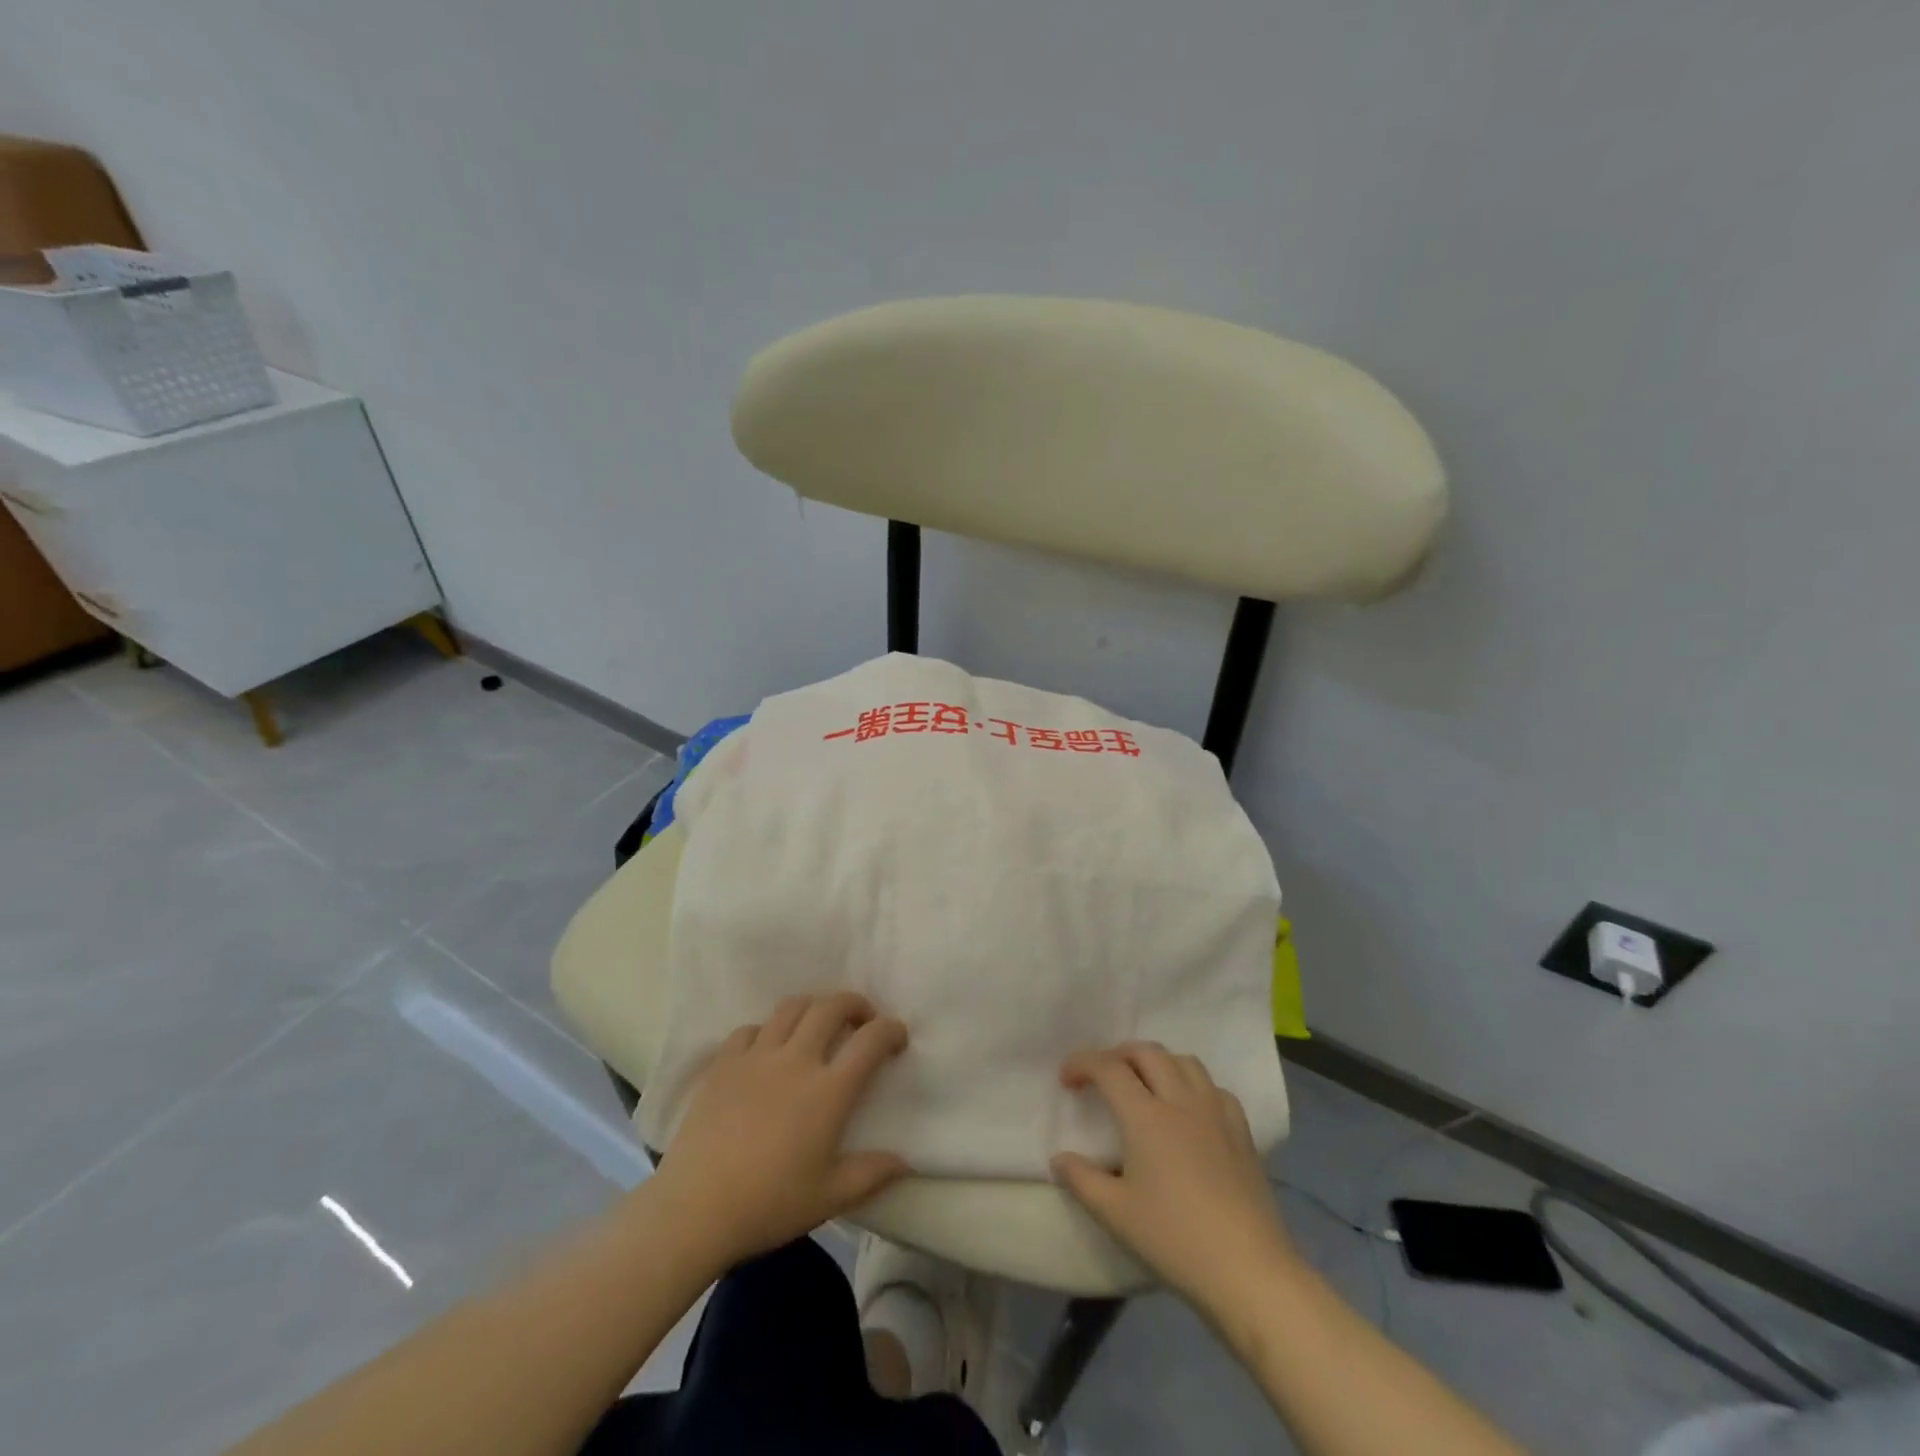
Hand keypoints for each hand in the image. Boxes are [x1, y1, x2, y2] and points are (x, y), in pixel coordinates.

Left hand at [650, 992, 910, 1267]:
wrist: (695, 1210)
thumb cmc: (768, 1205)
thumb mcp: (829, 1197)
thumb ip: (871, 1175)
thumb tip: (906, 1162)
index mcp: (828, 1091)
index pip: (870, 1040)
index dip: (891, 1030)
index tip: (897, 1037)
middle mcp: (796, 1060)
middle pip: (832, 1006)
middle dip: (855, 1004)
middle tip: (862, 1020)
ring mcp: (757, 1056)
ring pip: (792, 1007)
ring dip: (813, 1008)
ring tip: (818, 1026)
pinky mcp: (724, 1063)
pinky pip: (751, 1029)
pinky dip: (767, 1031)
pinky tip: (768, 1051)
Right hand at [1052, 1043, 1298, 1312]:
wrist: (1248, 1269)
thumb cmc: (1175, 1239)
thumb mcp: (1115, 1214)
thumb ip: (1081, 1180)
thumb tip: (1059, 1159)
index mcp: (1145, 1116)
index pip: (1108, 1067)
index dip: (1082, 1063)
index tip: (1066, 1079)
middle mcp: (1180, 1100)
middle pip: (1146, 1052)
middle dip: (1118, 1054)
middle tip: (1102, 1077)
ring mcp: (1215, 1112)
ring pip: (1183, 1061)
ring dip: (1156, 1062)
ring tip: (1144, 1084)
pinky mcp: (1241, 1130)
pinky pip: (1213, 1087)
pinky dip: (1192, 1084)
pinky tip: (1188, 1109)